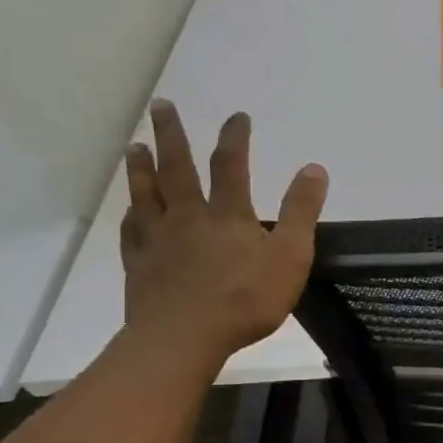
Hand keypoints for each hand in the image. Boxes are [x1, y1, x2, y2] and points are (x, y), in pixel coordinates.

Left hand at [120, 100, 327, 370]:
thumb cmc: (246, 299)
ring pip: (146, 194)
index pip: (231, 165)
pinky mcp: (139, 265)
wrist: (185, 337)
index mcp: (227, 215)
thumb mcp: (290, 256)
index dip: (235, 138)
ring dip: (141, 168)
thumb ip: (302, 212)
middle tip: (161, 106)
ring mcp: (158, 240)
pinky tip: (128, 211)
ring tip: (134, 145)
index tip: (237, 116)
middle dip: (171, 135)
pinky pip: (131, 232)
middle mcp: (188, 217)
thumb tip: (314, 168)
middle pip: (177, 169)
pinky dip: (130, 216)